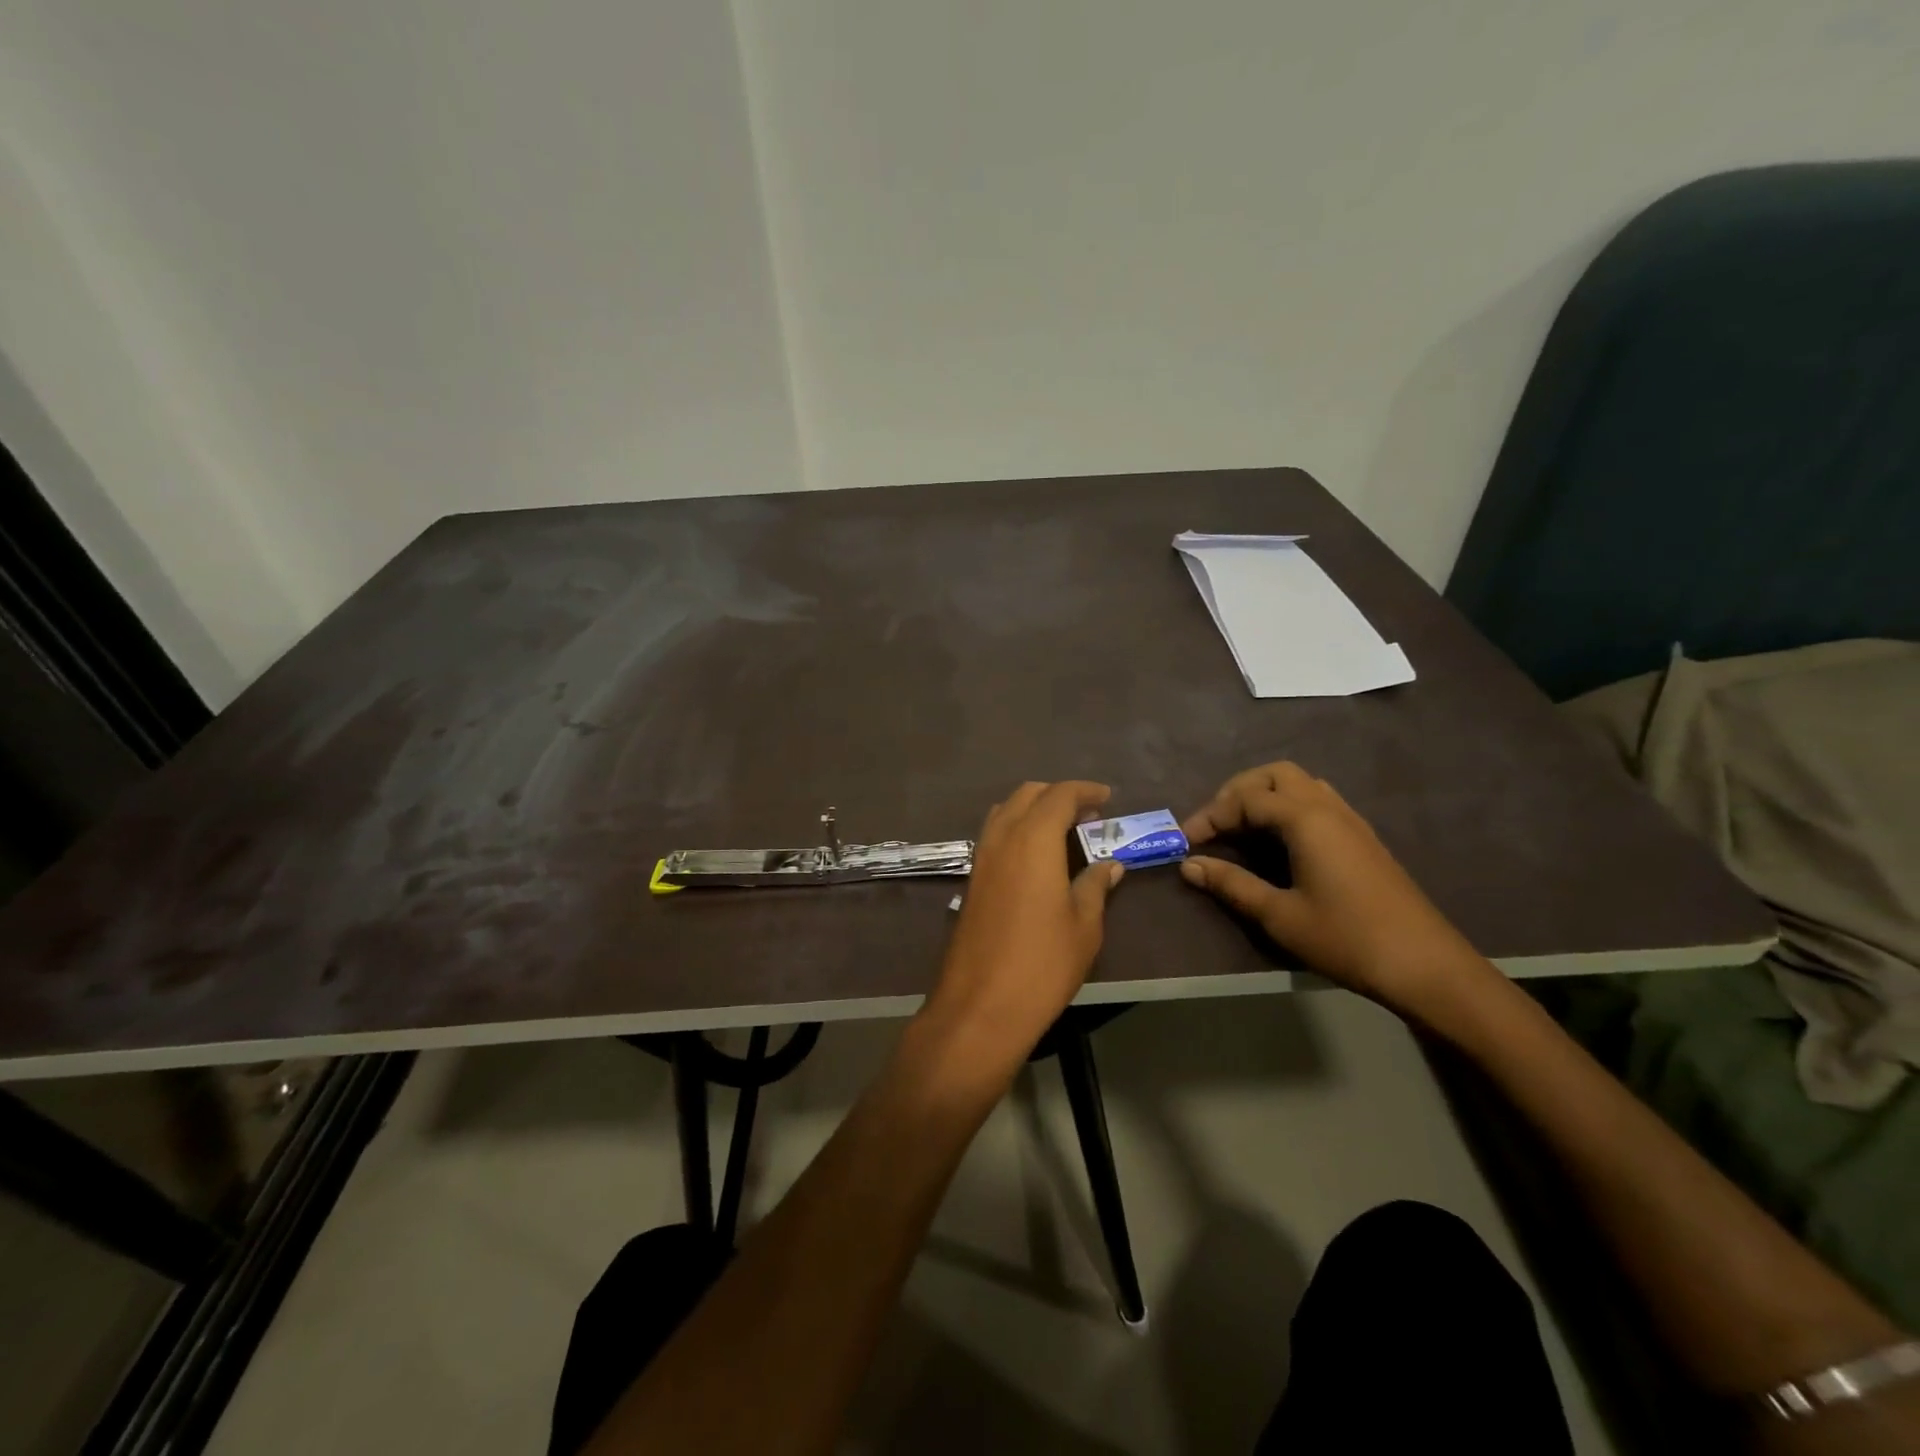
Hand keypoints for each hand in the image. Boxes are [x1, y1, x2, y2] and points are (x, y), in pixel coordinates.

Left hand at [921, 782, 1123, 1073]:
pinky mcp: (971, 880)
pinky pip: (994, 835)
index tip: (1107, 798)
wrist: (980, 1005)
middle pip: (1028, 795)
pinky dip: (1017, 829)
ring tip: (1063, 832)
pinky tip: (1036, 857)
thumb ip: (1095, 886)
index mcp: (1033, 839)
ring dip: (1033, 809)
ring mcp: (981, 858)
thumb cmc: (1043, 963)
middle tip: (1088, 814)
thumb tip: (1109, 865)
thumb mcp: (1084, 926)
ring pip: (1005, 812)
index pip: (1060, 795)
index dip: (1085, 791)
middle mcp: (1002, 838)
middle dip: (1058, 795)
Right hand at [1179, 762, 1498, 1020]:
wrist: (1426, 966)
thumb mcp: (1280, 915)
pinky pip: (1318, 802)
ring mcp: (1351, 821)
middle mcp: (1328, 808)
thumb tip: (1190, 866)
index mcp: (1306, 820)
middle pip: (1275, 776)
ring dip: (1265, 796)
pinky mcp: (1362, 839)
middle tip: (1216, 824)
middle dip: (1238, 792)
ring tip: (1242, 829)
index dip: (1210, 816)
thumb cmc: (1346, 938)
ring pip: (1300, 785)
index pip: (1246, 799)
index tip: (1185, 841)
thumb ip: (1232, 884)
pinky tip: (1279, 842)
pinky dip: (1288, 808)